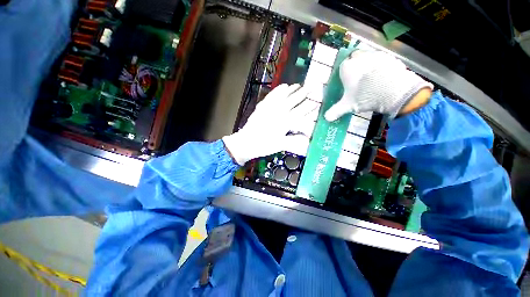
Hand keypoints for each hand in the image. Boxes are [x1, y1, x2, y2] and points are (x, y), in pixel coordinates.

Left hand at [223, 84, 316, 164]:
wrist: (245, 143)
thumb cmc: (263, 146)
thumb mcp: (280, 146)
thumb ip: (294, 141)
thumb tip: (308, 140)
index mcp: (284, 122)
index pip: (299, 113)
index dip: (307, 108)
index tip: (315, 102)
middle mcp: (278, 112)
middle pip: (291, 101)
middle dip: (301, 95)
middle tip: (309, 88)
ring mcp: (269, 108)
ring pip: (282, 97)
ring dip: (290, 90)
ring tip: (297, 85)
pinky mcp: (261, 107)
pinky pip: (271, 96)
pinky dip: (277, 91)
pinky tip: (282, 87)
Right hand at [324, 50, 432, 120]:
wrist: (392, 91)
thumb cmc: (364, 96)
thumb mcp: (347, 106)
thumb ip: (336, 111)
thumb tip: (326, 118)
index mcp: (347, 68)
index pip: (342, 66)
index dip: (345, 72)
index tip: (347, 80)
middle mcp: (359, 57)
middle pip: (355, 57)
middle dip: (356, 64)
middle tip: (359, 76)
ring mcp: (375, 55)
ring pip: (369, 56)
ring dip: (368, 63)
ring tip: (372, 77)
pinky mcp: (389, 57)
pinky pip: (382, 59)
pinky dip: (381, 65)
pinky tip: (383, 76)